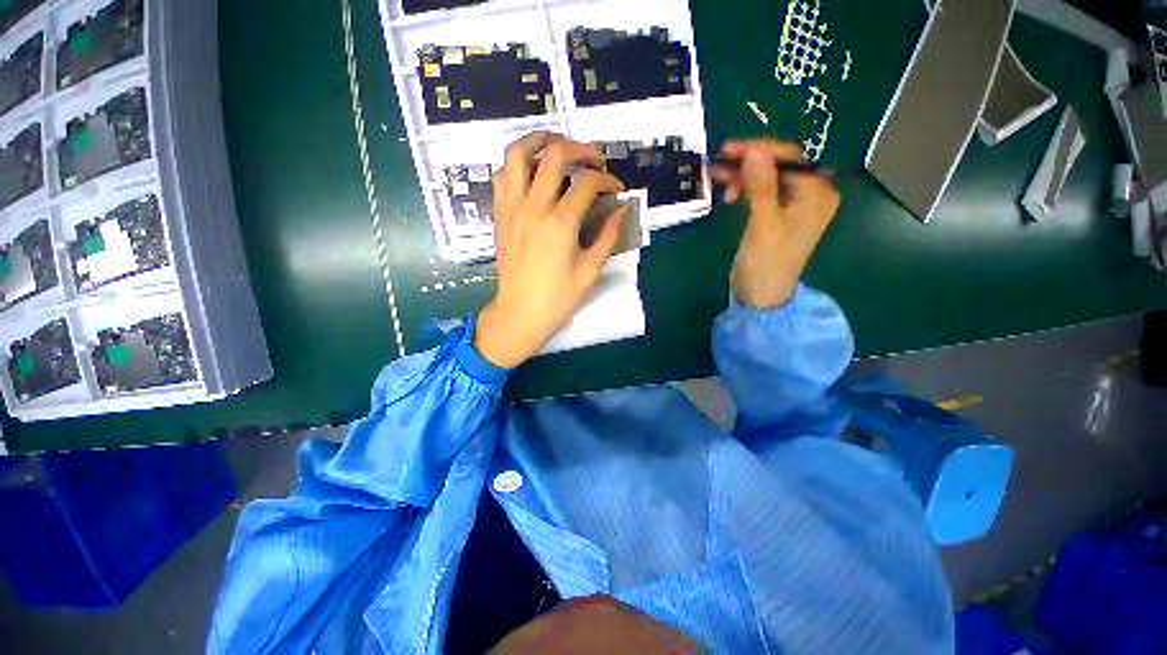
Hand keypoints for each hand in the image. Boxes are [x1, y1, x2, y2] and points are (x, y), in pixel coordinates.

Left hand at [475, 132, 628, 368]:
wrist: (520, 313)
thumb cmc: (558, 297)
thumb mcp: (590, 270)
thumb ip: (608, 235)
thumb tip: (622, 210)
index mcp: (560, 222)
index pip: (588, 183)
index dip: (608, 180)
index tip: (617, 188)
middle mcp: (534, 206)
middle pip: (555, 154)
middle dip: (581, 149)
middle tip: (594, 160)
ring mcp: (512, 207)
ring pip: (518, 153)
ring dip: (539, 141)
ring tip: (557, 147)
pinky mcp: (500, 214)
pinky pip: (502, 175)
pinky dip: (517, 164)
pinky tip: (532, 173)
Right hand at [710, 139, 839, 308]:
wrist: (761, 295)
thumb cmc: (767, 262)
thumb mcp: (764, 223)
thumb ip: (761, 186)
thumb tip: (754, 150)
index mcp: (817, 194)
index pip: (790, 158)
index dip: (760, 150)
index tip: (729, 149)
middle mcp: (810, 194)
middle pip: (779, 165)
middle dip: (748, 162)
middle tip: (719, 161)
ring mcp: (793, 205)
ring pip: (767, 177)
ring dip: (743, 175)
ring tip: (716, 177)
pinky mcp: (777, 215)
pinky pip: (762, 192)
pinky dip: (745, 189)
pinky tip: (729, 193)